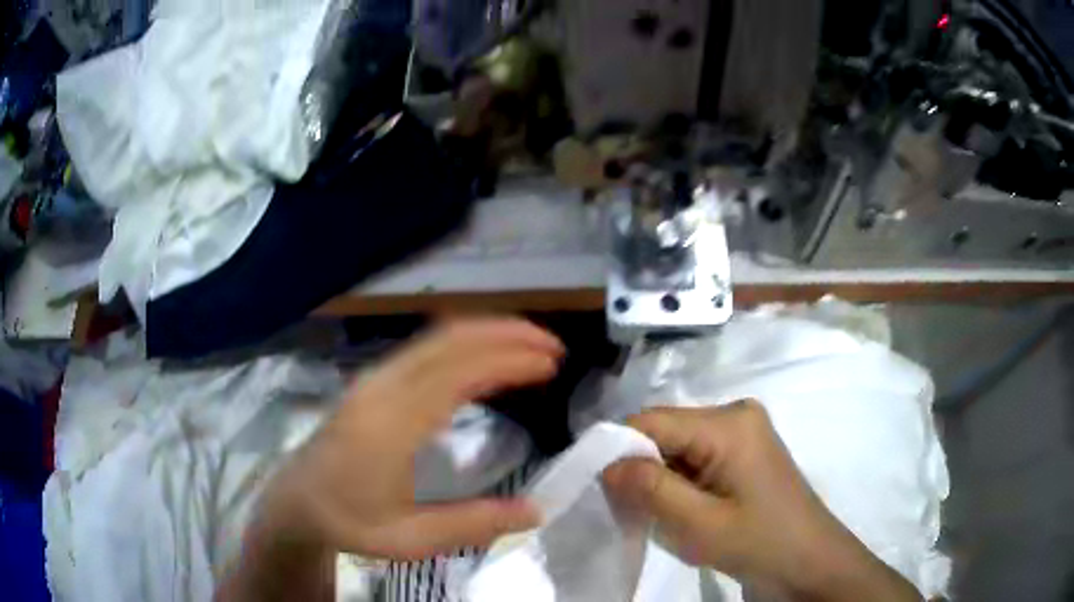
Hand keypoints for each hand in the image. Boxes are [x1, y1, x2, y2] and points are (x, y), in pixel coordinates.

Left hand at [254, 318, 563, 559]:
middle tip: (552, 347)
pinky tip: (484, 359)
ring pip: (437, 337)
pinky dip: (464, 344)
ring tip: (528, 346)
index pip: (459, 372)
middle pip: (450, 339)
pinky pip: (426, 348)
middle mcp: (383, 387)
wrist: (296, 502)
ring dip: (486, 333)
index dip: (510, 360)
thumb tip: (537, 511)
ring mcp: (375, 379)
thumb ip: (473, 524)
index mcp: (392, 423)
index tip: (552, 364)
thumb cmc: (349, 521)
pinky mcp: (373, 382)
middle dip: (506, 333)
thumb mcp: (410, 539)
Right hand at [603, 402, 921, 601]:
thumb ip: (650, 489)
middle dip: (640, 467)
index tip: (599, 489)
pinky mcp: (744, 450)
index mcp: (729, 422)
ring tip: (656, 514)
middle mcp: (735, 413)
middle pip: (664, 430)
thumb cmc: (759, 543)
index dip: (618, 450)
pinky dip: (677, 480)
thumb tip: (605, 463)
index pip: (651, 421)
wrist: (810, 561)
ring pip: (677, 444)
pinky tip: (681, 507)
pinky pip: (695, 455)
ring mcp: (742, 431)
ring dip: (658, 477)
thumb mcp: (698, 524)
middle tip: (630, 509)